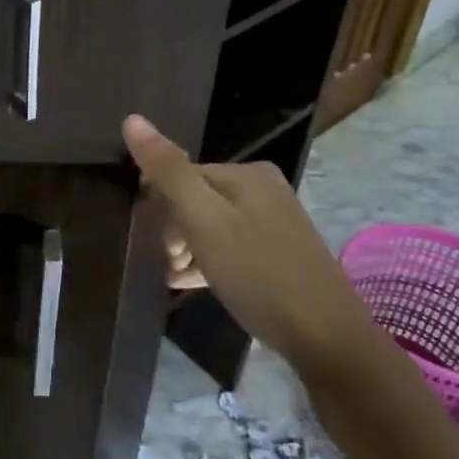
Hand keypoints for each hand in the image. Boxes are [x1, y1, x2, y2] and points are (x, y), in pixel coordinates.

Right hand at [122, 115, 377, 368]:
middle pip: (197, 201)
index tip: (153, 243)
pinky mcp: (278, 256)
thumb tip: (131, 118)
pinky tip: (193, 285)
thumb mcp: (204, 220)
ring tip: (176, 280)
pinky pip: (230, 249)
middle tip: (169, 266)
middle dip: (174, 231)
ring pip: (211, 228)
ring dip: (187, 251)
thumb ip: (169, 171)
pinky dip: (209, 264)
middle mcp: (262, 190)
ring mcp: (273, 224)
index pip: (181, 175)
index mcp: (247, 173)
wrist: (326, 339)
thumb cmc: (258, 273)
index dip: (160, 207)